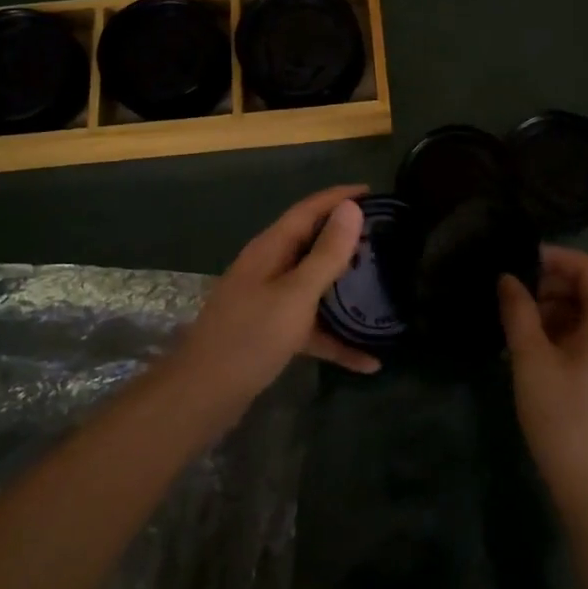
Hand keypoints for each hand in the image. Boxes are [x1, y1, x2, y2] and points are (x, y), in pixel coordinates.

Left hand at [170, 185, 381, 409]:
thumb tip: (351, 208)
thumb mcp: (296, 294)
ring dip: (345, 288)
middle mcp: (269, 268)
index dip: (339, 197)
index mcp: (271, 249)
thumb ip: (326, 253)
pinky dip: (336, 339)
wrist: (203, 396)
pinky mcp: (272, 333)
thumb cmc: (250, 337)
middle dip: (346, 239)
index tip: (373, 192)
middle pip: (312, 244)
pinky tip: (368, 361)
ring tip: (382, 287)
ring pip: (314, 286)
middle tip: (385, 238)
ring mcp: (269, 302)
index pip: (308, 210)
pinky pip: (311, 327)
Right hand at [499, 248, 587, 512]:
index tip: (520, 262)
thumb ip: (518, 312)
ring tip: (524, 331)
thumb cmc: (565, 420)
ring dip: (562, 314)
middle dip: (555, 288)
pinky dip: (575, 337)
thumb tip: (508, 279)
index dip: (555, 258)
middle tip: (516, 302)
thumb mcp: (531, 361)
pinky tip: (545, 357)